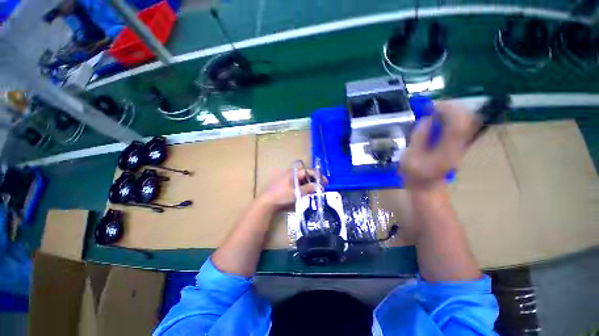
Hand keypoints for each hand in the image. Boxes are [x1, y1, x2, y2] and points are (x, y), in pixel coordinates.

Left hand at [259, 167, 326, 210]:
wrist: (267, 202)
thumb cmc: (282, 195)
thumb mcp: (297, 192)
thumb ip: (309, 188)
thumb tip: (320, 186)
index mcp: (293, 173)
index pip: (309, 171)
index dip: (318, 176)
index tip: (325, 182)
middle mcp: (291, 174)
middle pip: (306, 175)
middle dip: (314, 181)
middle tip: (321, 188)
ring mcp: (288, 180)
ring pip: (302, 181)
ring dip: (309, 185)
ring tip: (315, 192)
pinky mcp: (286, 186)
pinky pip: (298, 185)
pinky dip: (303, 188)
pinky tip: (306, 194)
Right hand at [400, 101, 479, 190]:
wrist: (427, 187)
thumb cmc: (415, 175)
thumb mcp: (410, 157)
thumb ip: (418, 137)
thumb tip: (427, 119)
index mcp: (447, 151)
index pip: (457, 125)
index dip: (447, 110)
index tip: (432, 106)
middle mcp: (459, 146)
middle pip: (466, 119)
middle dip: (451, 108)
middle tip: (433, 107)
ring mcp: (462, 145)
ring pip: (466, 120)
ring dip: (452, 111)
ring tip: (435, 110)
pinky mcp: (459, 144)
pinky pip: (461, 125)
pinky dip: (452, 118)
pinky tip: (439, 118)